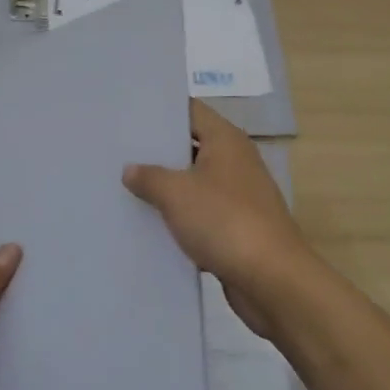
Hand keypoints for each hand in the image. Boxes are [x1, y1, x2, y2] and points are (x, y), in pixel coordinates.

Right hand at [123, 101, 311, 337]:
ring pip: (195, 182)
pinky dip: (180, 217)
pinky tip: (150, 224)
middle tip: (118, 152)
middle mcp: (235, 161)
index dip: (161, 111)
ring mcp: (239, 195)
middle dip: (158, 151)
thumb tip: (131, 169)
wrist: (271, 279)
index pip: (190, 111)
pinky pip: (202, 214)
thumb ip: (149, 176)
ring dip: (167, 187)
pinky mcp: (237, 227)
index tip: (129, 115)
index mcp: (226, 140)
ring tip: (125, 187)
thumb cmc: (224, 221)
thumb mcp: (176, 193)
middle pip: (191, 146)